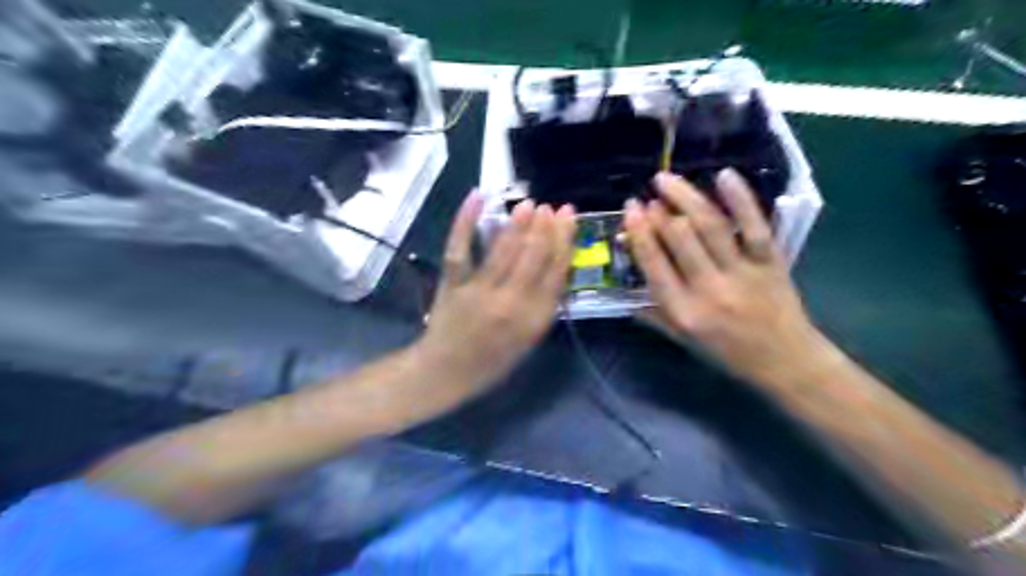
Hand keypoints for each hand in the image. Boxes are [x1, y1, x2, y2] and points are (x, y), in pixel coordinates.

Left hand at [414, 194, 574, 396]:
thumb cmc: (492, 360)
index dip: (564, 241)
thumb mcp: (529, 341)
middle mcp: (510, 303)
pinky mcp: (453, 284)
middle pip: (533, 257)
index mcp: (533, 320)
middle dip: (545, 228)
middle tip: (551, 206)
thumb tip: (557, 267)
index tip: (568, 218)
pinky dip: (465, 221)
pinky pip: (460, 249)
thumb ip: (544, 307)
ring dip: (517, 223)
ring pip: (502, 251)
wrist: (446, 373)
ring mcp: (479, 292)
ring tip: (529, 203)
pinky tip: (477, 197)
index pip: (556, 273)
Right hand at [621, 169, 824, 386]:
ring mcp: (742, 273)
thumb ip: (653, 315)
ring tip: (667, 179)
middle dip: (659, 212)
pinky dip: (740, 198)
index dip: (640, 233)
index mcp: (684, 312)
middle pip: (680, 239)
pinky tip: (723, 175)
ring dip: (687, 198)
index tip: (631, 209)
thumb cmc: (727, 353)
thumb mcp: (682, 341)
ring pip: (711, 227)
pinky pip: (754, 226)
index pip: (654, 265)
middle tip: (648, 193)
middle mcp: (710, 290)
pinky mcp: (770, 262)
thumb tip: (626, 289)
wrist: (785, 362)